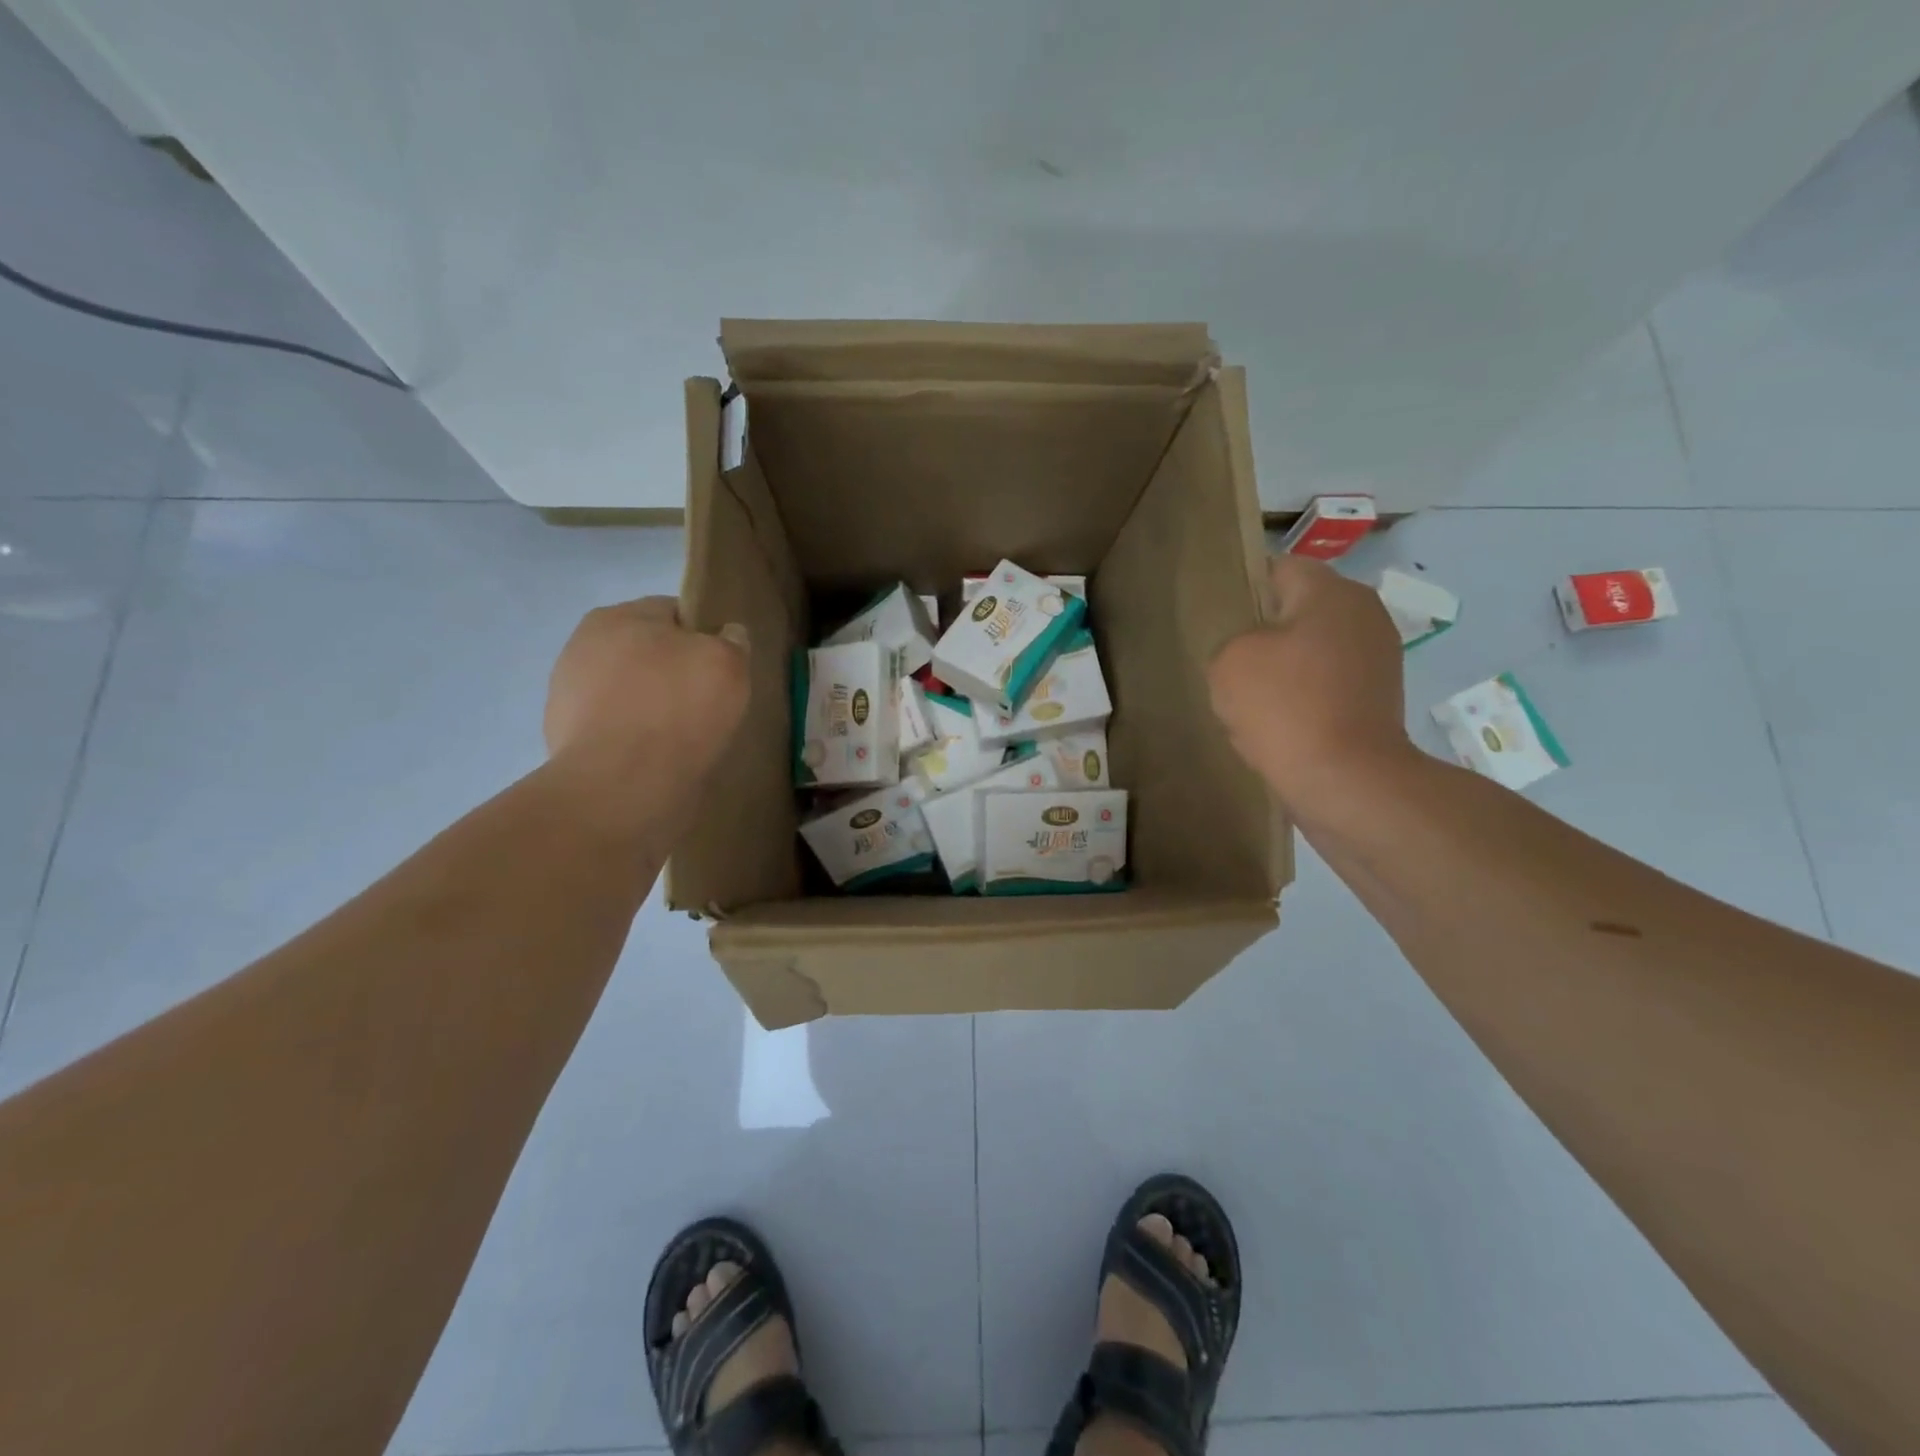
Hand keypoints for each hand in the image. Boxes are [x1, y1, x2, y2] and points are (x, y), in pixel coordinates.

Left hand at [544, 598, 749, 787]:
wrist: (621, 784)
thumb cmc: (678, 709)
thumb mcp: (728, 664)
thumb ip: (732, 641)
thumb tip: (728, 634)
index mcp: (617, 616)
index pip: (672, 612)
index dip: (704, 636)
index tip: (722, 667)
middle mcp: (582, 645)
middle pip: (646, 652)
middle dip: (673, 671)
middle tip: (706, 703)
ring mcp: (567, 693)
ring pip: (628, 691)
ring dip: (652, 706)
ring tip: (682, 736)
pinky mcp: (562, 737)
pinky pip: (613, 728)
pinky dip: (633, 737)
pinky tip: (655, 757)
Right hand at [1208, 555, 1413, 808]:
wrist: (1346, 782)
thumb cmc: (1286, 708)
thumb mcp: (1229, 662)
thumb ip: (1231, 641)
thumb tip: (1252, 653)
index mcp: (1332, 593)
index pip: (1279, 569)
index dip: (1244, 589)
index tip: (1218, 619)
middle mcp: (1364, 615)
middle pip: (1297, 613)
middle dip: (1262, 636)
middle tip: (1228, 664)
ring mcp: (1377, 660)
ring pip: (1309, 653)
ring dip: (1280, 672)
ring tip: (1250, 702)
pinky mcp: (1378, 700)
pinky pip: (1324, 687)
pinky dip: (1301, 700)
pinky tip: (1277, 726)